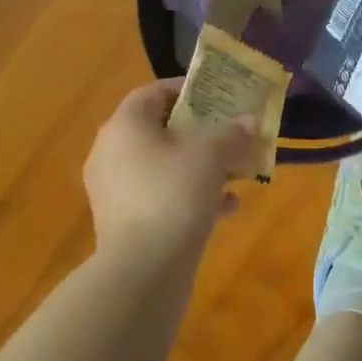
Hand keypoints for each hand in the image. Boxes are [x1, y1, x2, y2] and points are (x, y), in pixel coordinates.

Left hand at [85, 80, 257, 261]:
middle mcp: (111, 154)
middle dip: (199, 132)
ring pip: (163, 167)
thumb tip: (250, 120)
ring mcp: (115, 191)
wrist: (143, 270)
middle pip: (159, 131)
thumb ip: (232, 133)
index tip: (217, 95)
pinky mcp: (125, 223)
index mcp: (124, 127)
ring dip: (200, 166)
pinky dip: (191, 196)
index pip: (152, 93)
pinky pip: (161, 197)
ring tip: (235, 171)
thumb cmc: (174, 194)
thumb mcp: (211, 155)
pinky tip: (227, 207)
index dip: (186, 90)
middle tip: (231, 133)